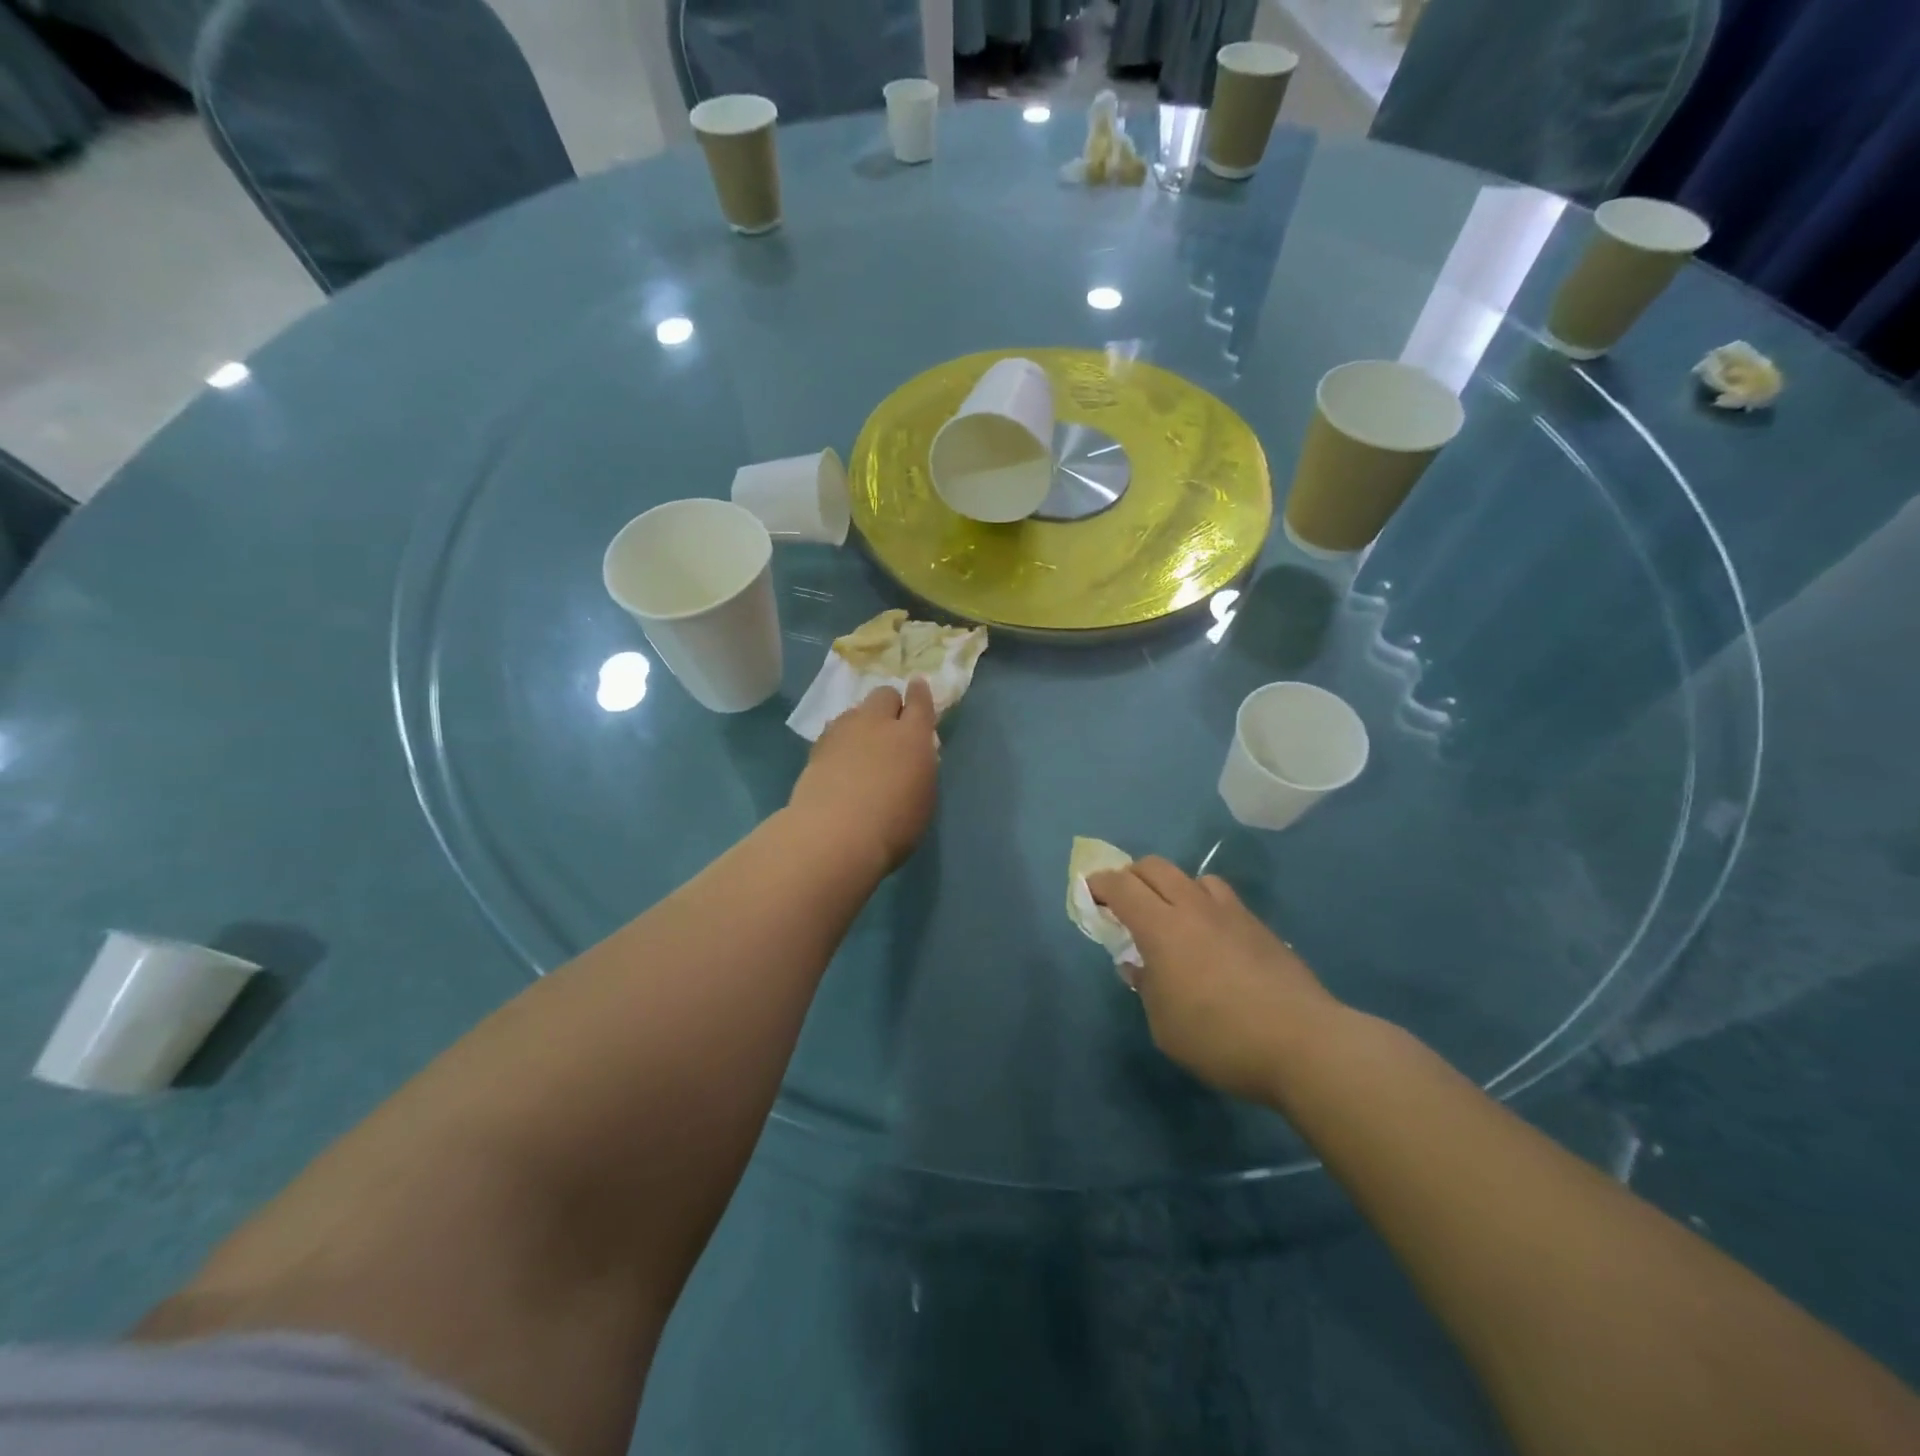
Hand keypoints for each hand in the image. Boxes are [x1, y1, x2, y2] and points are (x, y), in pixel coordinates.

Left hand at [788, 679, 939, 873]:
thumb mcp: (924, 799)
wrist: (834, 835)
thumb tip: (913, 757)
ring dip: (863, 721)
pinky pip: (834, 731)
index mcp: (912, 736)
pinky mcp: (817, 747)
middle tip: (891, 727)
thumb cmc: (893, 825)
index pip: (920, 702)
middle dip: (889, 705)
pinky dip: (841, 739)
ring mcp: (843, 732)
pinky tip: (840, 759)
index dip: (920, 693)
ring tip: (862, 745)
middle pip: (883, 695)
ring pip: (855, 711)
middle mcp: (878, 724)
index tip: (918, 687)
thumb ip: (921, 770)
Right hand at [1089, 858, 1341, 1104]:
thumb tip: (1138, 966)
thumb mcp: (1165, 1026)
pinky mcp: (1259, 926)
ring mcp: (1231, 913)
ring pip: (1192, 877)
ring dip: (1172, 886)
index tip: (1090, 892)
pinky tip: (1210, 934)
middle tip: (1123, 900)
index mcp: (1161, 927)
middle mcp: (1193, 907)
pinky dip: (1204, 903)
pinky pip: (1222, 898)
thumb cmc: (1219, 1038)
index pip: (1121, 886)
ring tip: (1170, 914)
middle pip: (1155, 867)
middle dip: (1131, 875)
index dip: (1100, 884)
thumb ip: (1146, 988)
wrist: (1303, 1043)